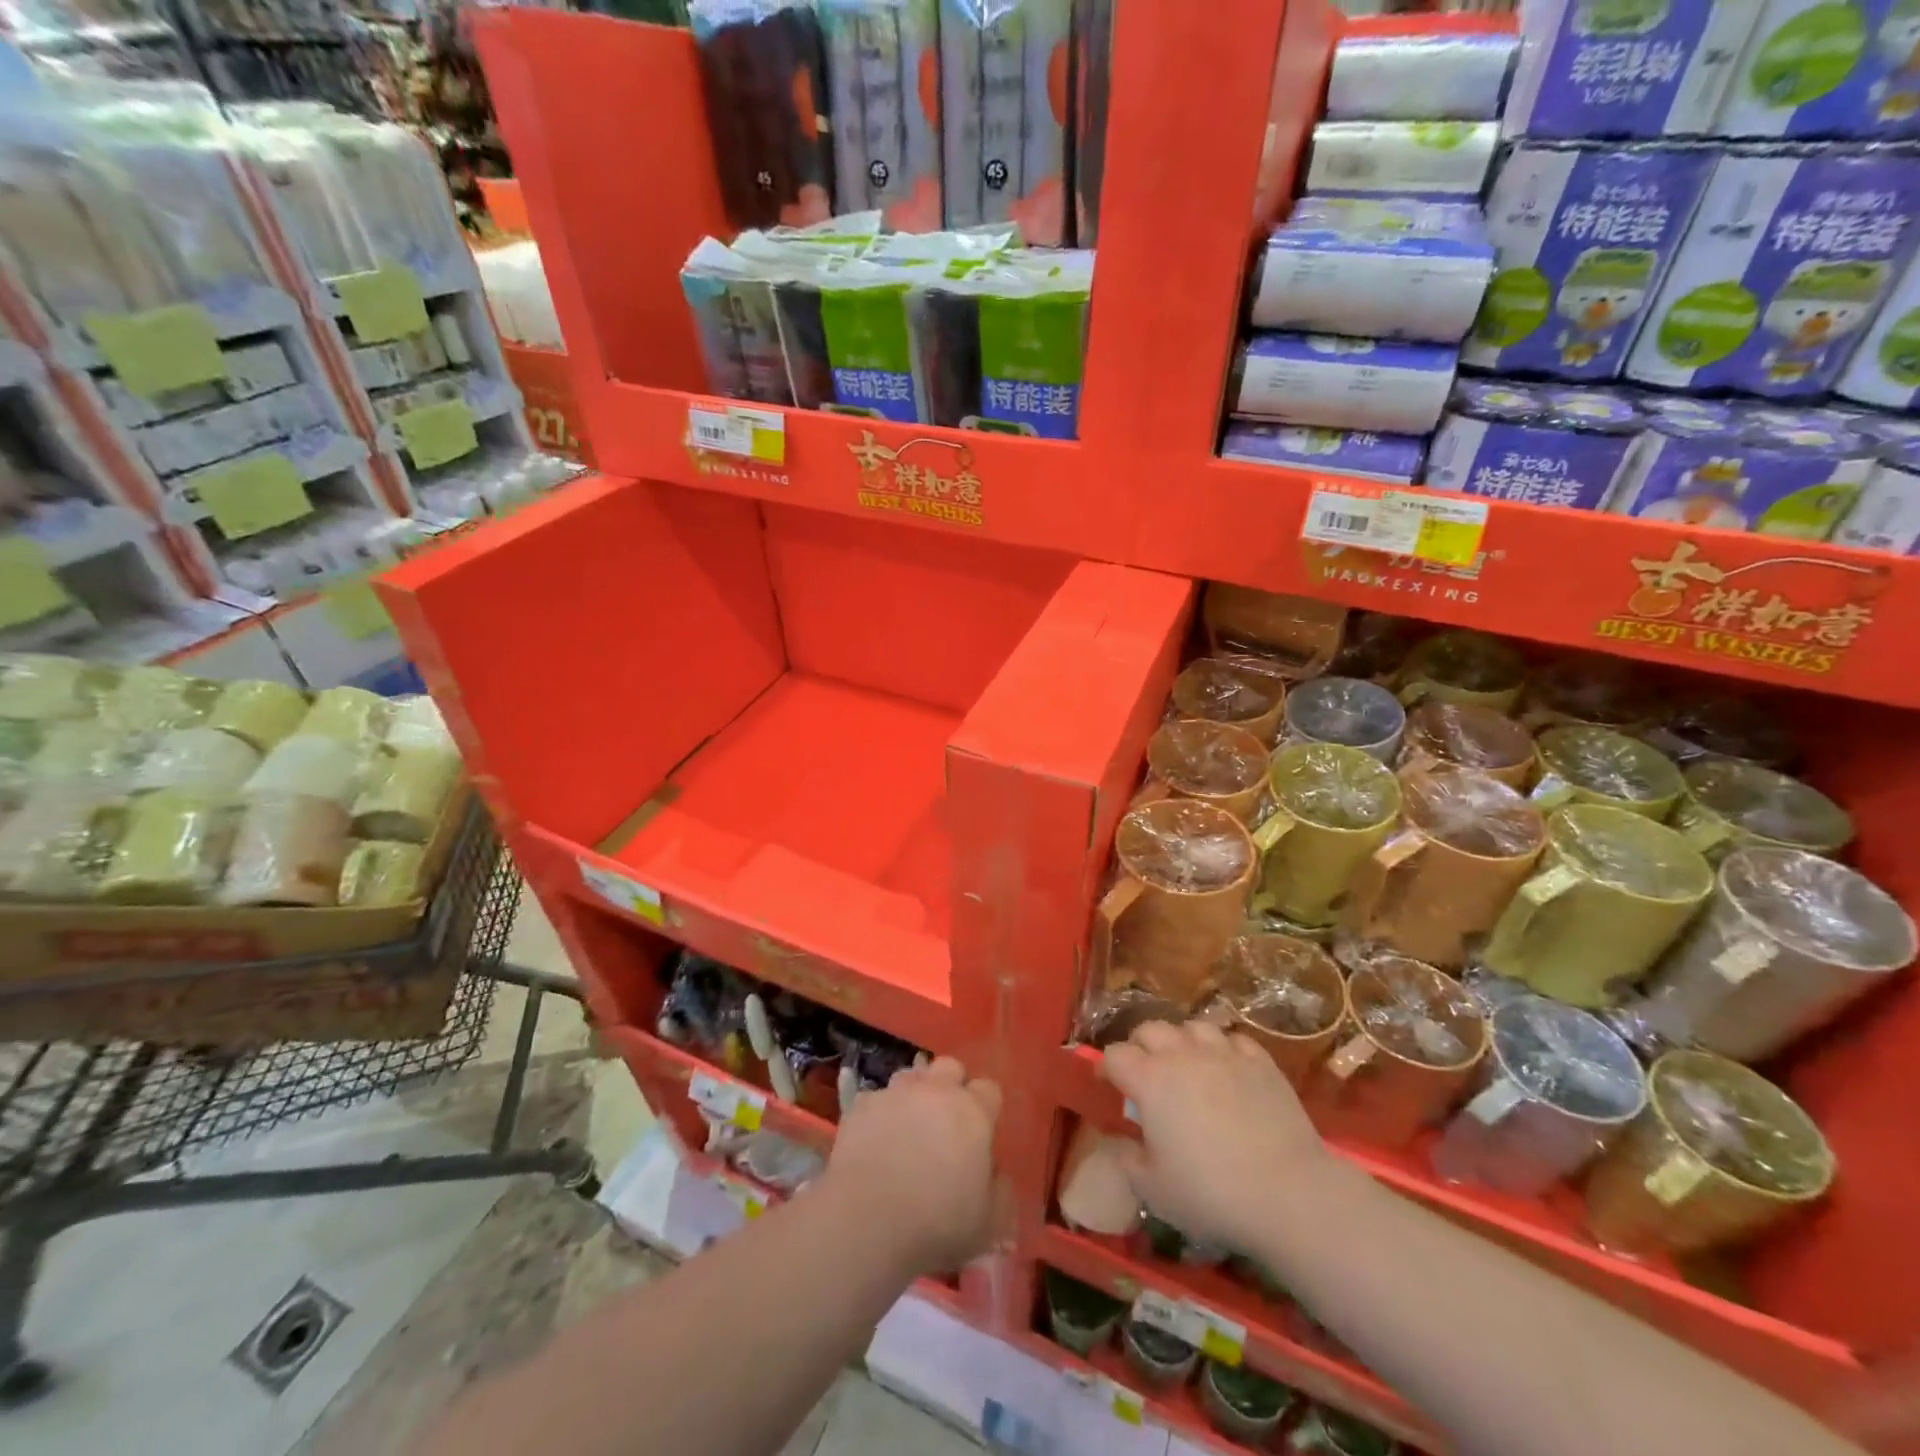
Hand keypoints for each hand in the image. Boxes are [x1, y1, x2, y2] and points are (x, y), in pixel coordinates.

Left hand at [822, 1056, 1001, 1273]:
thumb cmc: (938, 1223)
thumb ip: (1000, 1191)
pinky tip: (875, 1139)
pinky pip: (876, 1099)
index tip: (981, 1132)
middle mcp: (936, 1091)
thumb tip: (994, 1173)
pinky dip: (879, 1113)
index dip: (986, 1108)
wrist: (868, 1220)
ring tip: (909, 1125)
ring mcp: (896, 1093)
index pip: (989, 1089)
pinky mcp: (861, 1105)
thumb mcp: (989, 1223)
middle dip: (951, 1086)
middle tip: (946, 1121)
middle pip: (950, 1067)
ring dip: (914, 1094)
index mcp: (973, 1112)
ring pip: (911, 1076)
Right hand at [1101, 1021, 1329, 1251]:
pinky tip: (1227, 1069)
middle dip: (1140, 1045)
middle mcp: (1182, 1055)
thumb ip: (1129, 1160)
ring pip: (1192, 1026)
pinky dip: (1224, 1049)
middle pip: (1149, 1028)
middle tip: (1145, 1072)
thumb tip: (1123, 1142)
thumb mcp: (1154, 1190)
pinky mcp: (1260, 1061)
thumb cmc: (1212, 1193)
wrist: (1288, 1192)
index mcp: (1149, 1080)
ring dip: (1182, 1040)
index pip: (1115, 1055)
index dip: (1107, 1067)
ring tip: (1187, 1063)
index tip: (1109, 1085)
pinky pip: (1234, 1039)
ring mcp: (1224, 1053)